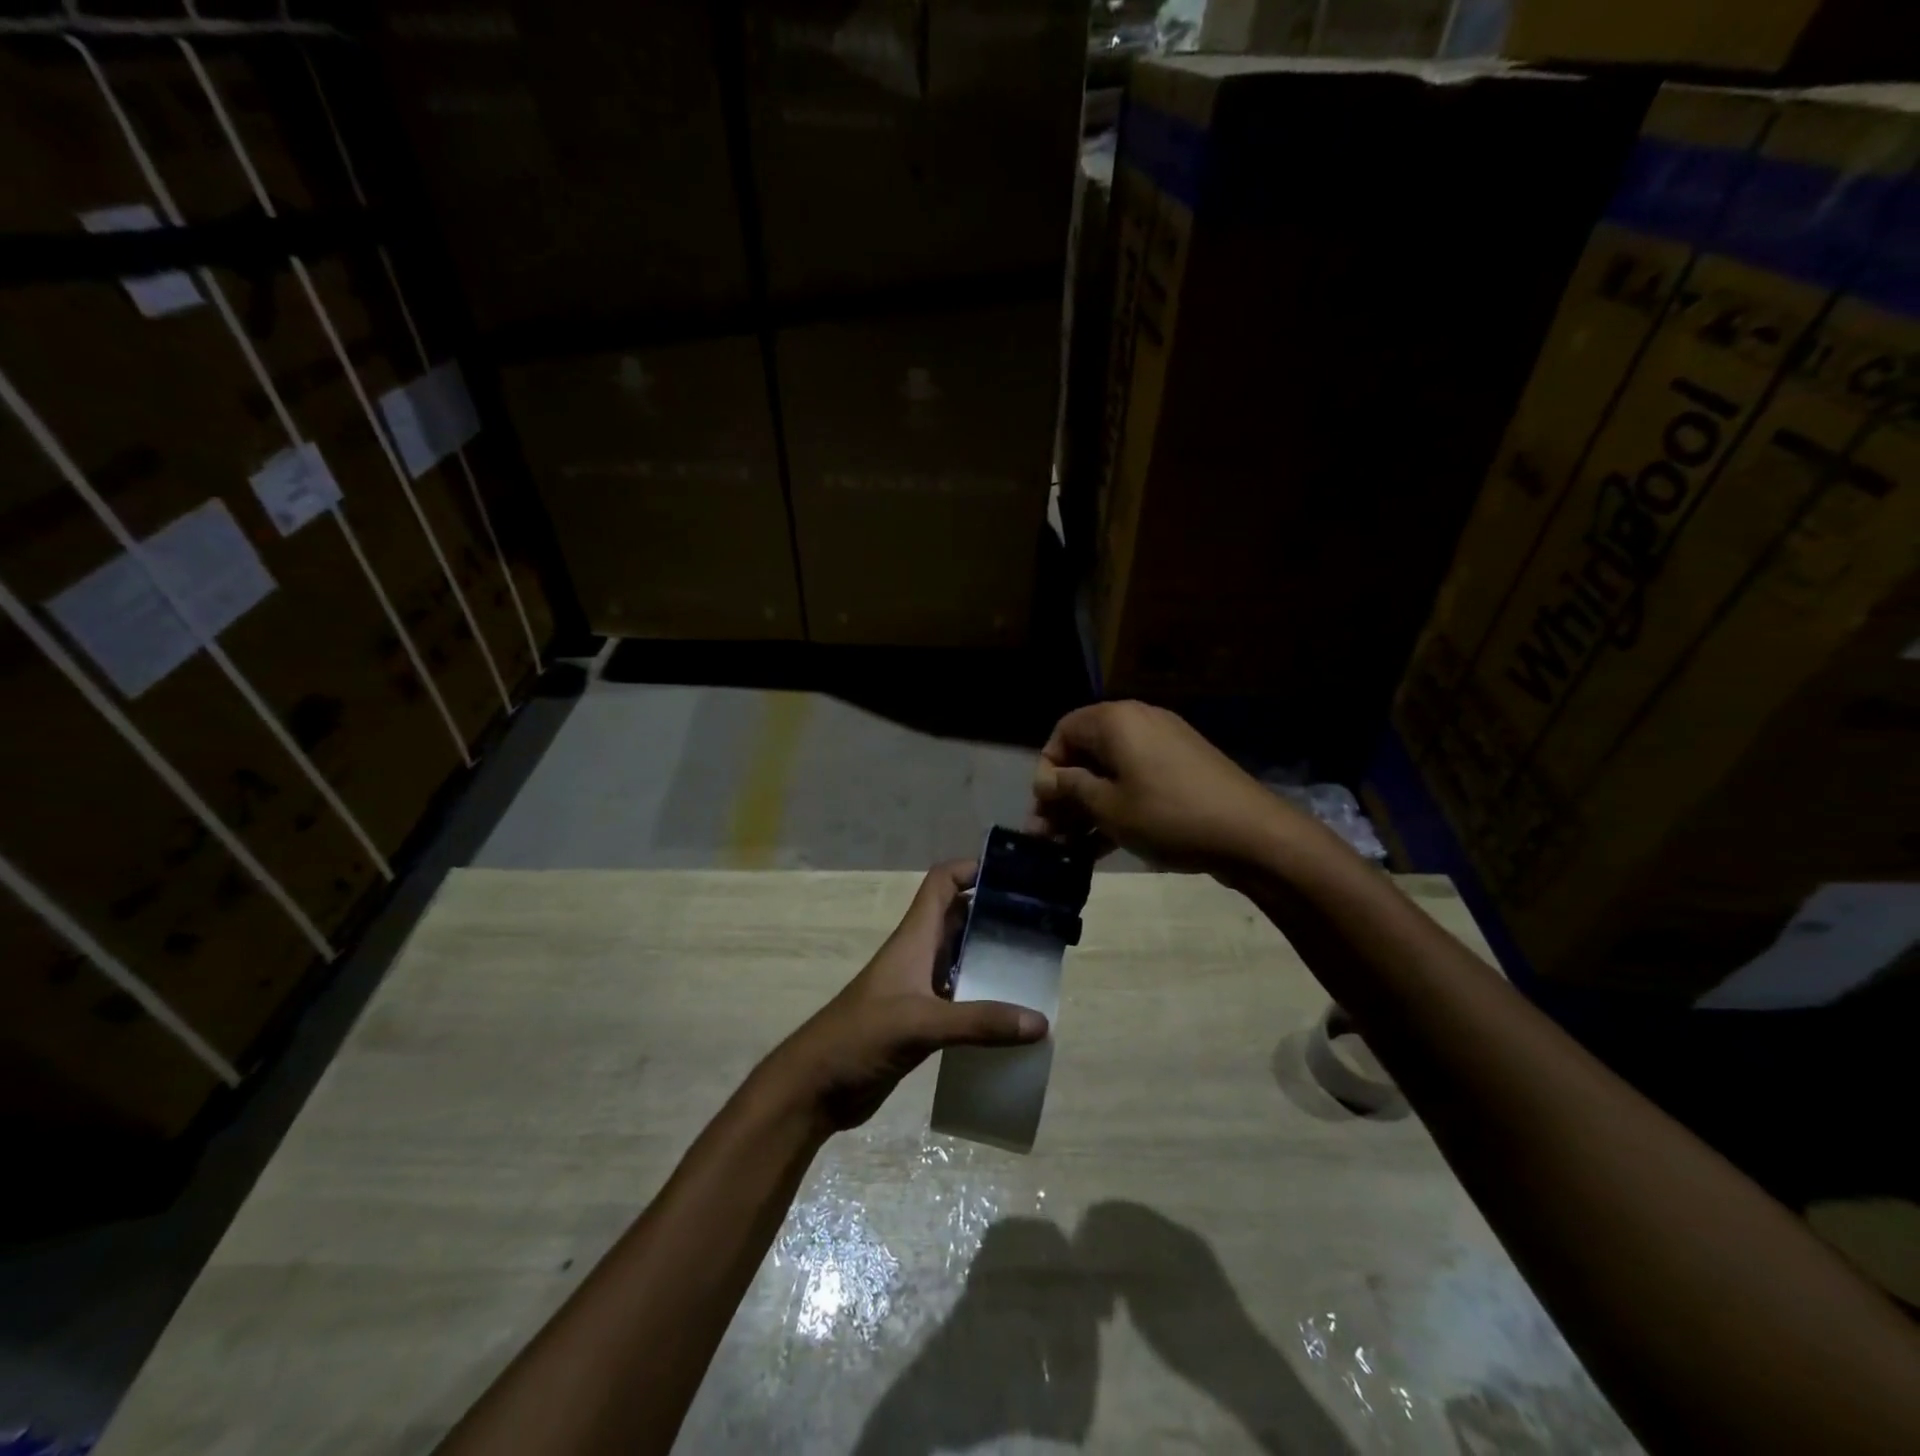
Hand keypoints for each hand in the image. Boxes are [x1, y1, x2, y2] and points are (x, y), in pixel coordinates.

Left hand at [768, 861, 1047, 1131]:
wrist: (816, 1087)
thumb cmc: (859, 1037)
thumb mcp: (920, 1024)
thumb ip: (979, 1022)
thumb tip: (1040, 1022)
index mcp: (914, 938)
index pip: (943, 883)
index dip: (974, 868)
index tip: (1016, 875)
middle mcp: (919, 954)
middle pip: (960, 917)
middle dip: (996, 914)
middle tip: (1041, 923)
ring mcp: (920, 988)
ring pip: (963, 958)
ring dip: (994, 958)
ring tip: (1037, 965)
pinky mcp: (921, 1020)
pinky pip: (961, 998)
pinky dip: (986, 999)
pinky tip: (1013, 1016)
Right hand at [1027, 701, 1304, 874]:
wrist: (1251, 833)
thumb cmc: (1168, 815)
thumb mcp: (1108, 807)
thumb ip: (1070, 790)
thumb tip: (1046, 781)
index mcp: (1116, 720)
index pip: (1063, 732)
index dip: (1047, 770)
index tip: (1043, 807)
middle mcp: (1138, 723)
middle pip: (1086, 753)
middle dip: (1064, 795)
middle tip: (1049, 834)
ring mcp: (1163, 746)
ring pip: (1111, 772)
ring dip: (1087, 807)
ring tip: (1071, 847)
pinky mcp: (1181, 770)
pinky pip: (1136, 782)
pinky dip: (1116, 807)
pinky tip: (1101, 847)